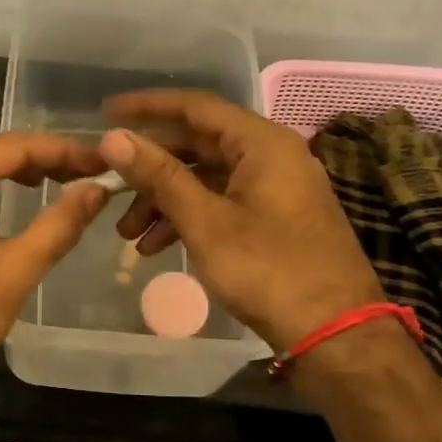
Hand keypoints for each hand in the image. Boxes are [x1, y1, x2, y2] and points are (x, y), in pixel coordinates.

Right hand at [100, 91, 385, 351]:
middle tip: (110, 189)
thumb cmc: (268, 270)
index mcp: (261, 143)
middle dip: (150, 170)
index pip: (195, 107)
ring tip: (129, 235)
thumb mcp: (204, 221)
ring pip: (206, 179)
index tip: (106, 114)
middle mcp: (271, 155)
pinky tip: (157, 247)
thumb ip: (159, 175)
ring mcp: (276, 188)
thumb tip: (113, 137)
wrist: (335, 334)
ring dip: (164, 201)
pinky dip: (189, 218)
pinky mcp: (275, 218)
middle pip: (198, 145)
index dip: (147, 108)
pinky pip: (222, 202)